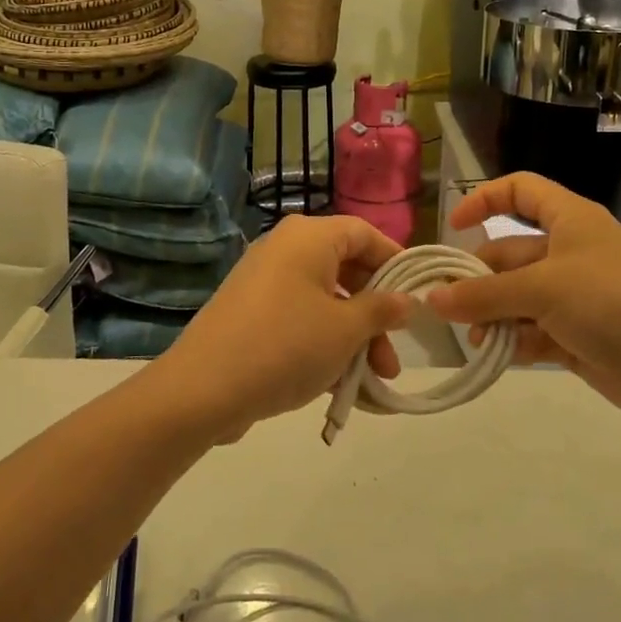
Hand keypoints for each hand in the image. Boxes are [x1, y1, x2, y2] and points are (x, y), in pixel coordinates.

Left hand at [161, 214, 411, 439]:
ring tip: (373, 382)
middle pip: (345, 271)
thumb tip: (406, 299)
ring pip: (324, 301)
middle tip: (393, 356)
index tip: (417, 297)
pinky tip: (341, 386)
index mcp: (308, 237)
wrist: (203, 388)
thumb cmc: (286, 345)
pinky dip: (323, 344)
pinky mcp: (251, 314)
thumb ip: (381, 310)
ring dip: (353, 338)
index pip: (364, 233)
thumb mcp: (345, 329)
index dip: (395, 262)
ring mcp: (264, 282)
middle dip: (375, 315)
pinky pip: (299, 319)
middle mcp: (285, 249)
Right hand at [427, 173, 620, 434]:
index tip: (453, 227)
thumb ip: (484, 294)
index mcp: (570, 221)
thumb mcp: (544, 289)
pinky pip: (532, 332)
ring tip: (476, 339)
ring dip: (492, 316)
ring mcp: (575, 297)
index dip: (485, 199)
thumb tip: (432, 299)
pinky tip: (499, 356)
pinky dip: (514, 342)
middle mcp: (569, 253)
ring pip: (516, 298)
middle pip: (508, 254)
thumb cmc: (617, 304)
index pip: (521, 191)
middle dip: (478, 279)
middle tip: (447, 306)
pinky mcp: (578, 337)